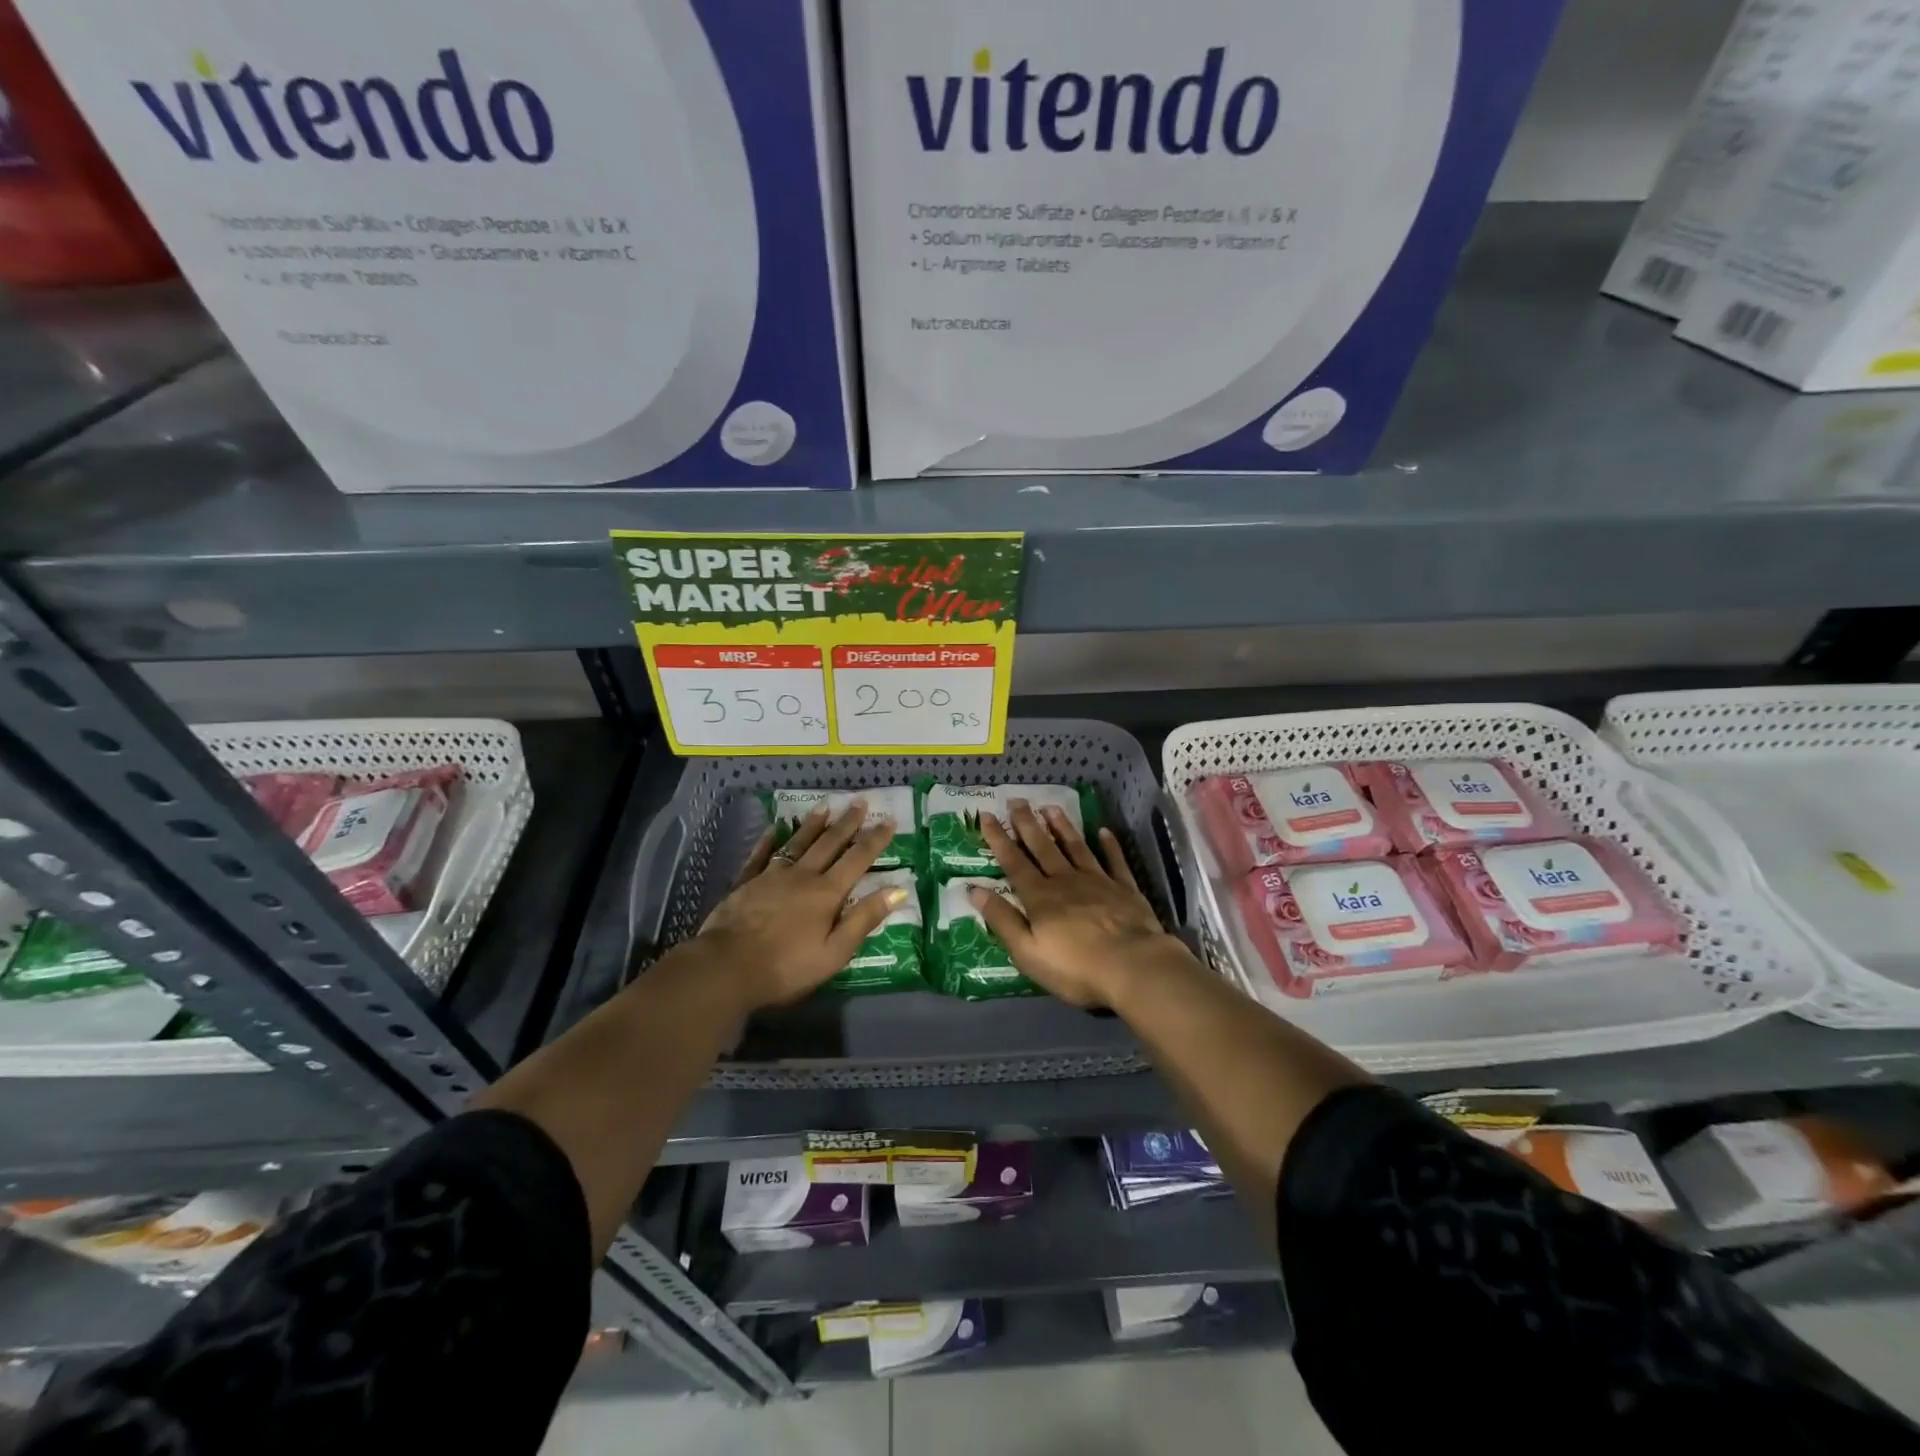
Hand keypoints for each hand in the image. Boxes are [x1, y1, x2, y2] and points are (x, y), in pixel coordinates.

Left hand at [697, 804, 905, 1009]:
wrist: (727, 967)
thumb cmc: (787, 967)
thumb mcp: (834, 952)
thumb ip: (864, 919)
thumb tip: (898, 890)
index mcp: (827, 893)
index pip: (857, 860)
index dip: (875, 840)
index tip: (889, 820)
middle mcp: (802, 876)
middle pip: (829, 844)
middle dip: (847, 823)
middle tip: (859, 802)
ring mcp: (771, 876)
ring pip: (797, 843)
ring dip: (812, 825)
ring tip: (824, 806)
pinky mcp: (746, 883)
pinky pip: (760, 855)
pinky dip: (769, 840)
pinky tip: (774, 828)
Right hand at [971, 801, 1186, 1008]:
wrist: (1133, 967)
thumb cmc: (1075, 968)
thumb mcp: (1027, 952)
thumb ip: (1002, 920)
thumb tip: (974, 890)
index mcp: (1040, 897)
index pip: (1014, 863)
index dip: (999, 839)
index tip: (987, 816)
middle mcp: (1066, 881)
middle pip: (1043, 847)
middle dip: (1027, 824)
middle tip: (1017, 800)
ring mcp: (1098, 882)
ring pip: (1076, 847)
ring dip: (1062, 827)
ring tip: (1051, 807)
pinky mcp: (1125, 889)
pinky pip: (1115, 861)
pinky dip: (1110, 845)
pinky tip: (1104, 831)